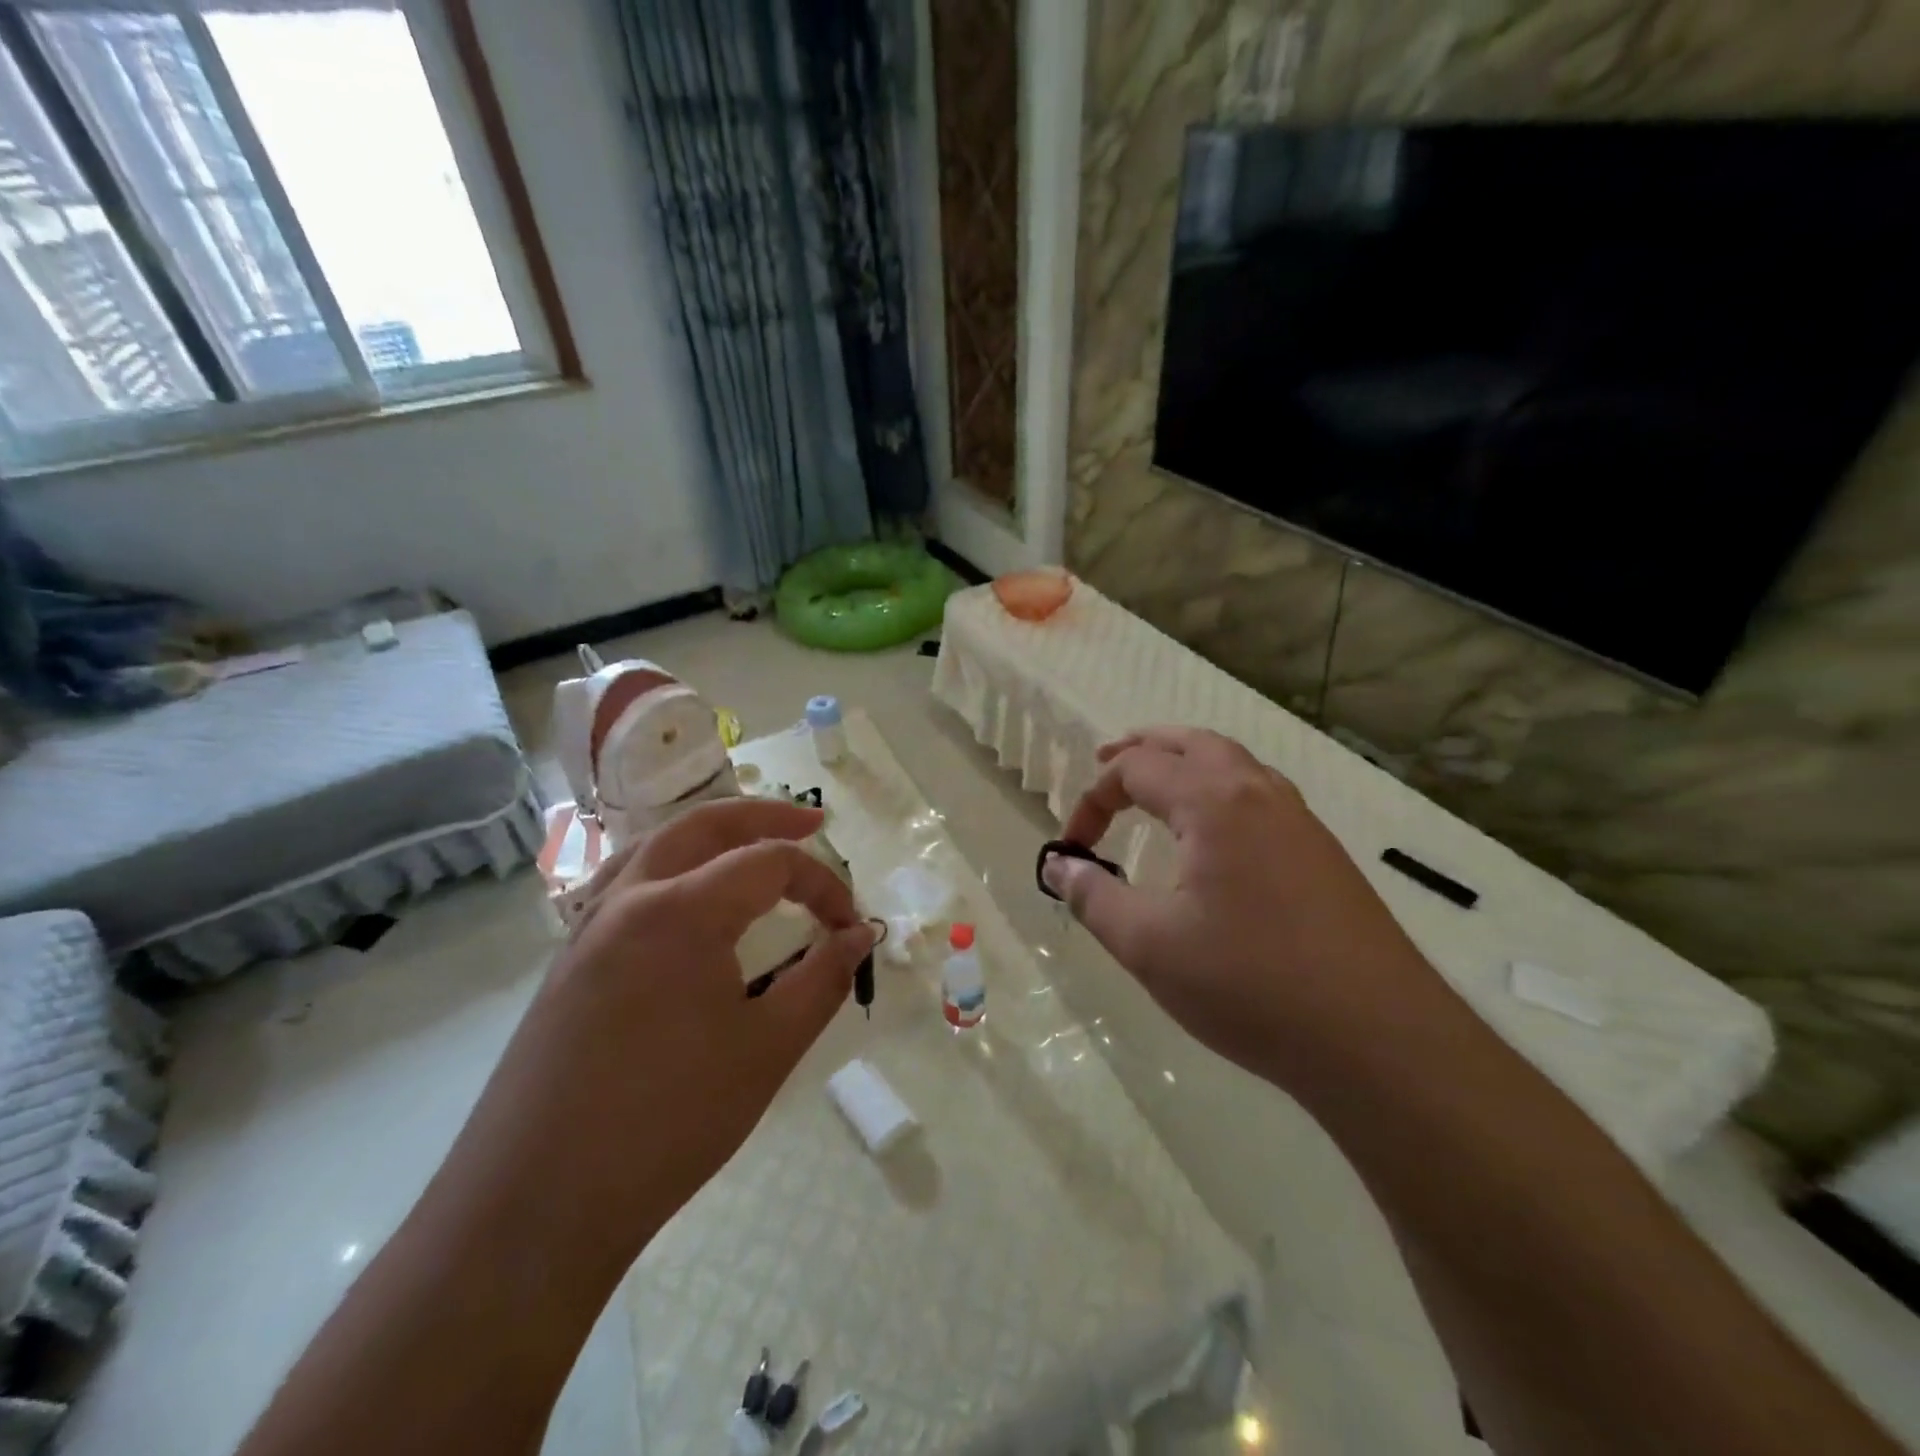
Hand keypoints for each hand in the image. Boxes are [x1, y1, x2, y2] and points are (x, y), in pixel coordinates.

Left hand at [458, 798, 875, 1259]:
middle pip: (704, 826)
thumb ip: (822, 980)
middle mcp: (629, 899)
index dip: (822, 885)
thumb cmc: (667, 1124)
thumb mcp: (768, 1050)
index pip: (769, 864)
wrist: (534, 1207)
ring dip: (710, 835)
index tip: (850, 928)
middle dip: (764, 816)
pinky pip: (625, 884)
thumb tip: (859, 936)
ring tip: (749, 843)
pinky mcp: (568, 962)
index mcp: (681, 911)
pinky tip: (683, 900)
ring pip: (656, 846)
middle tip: (811, 823)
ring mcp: (588, 928)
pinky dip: (669, 867)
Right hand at [1044, 727, 1438, 1084]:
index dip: (1092, 800)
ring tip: (1156, 784)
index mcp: (1214, 802)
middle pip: (1191, 743)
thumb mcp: (1149, 945)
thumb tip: (1058, 865)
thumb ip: (1093, 897)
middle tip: (1105, 761)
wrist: (1380, 1039)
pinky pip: (1260, 794)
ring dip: (1186, 762)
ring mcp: (1300, 821)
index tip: (1072, 849)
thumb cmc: (1249, 985)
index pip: (1135, 770)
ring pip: (1233, 763)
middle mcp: (1259, 793)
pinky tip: (1215, 834)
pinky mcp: (1323, 853)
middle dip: (1142, 749)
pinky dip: (1220, 790)